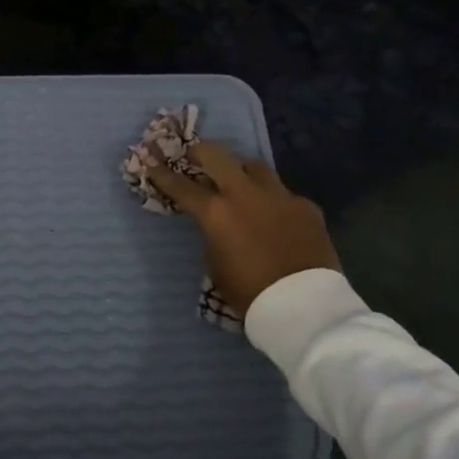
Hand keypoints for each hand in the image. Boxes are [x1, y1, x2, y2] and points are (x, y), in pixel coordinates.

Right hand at [147, 142, 338, 314]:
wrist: (304, 306)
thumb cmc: (250, 293)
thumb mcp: (217, 266)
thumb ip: (215, 236)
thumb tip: (220, 226)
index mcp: (216, 212)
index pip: (181, 186)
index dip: (163, 174)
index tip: (152, 164)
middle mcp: (245, 194)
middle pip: (218, 155)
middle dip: (201, 152)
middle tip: (195, 156)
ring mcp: (279, 196)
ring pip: (255, 166)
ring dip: (242, 170)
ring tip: (239, 181)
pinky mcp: (306, 206)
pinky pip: (285, 194)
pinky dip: (275, 201)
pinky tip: (277, 215)